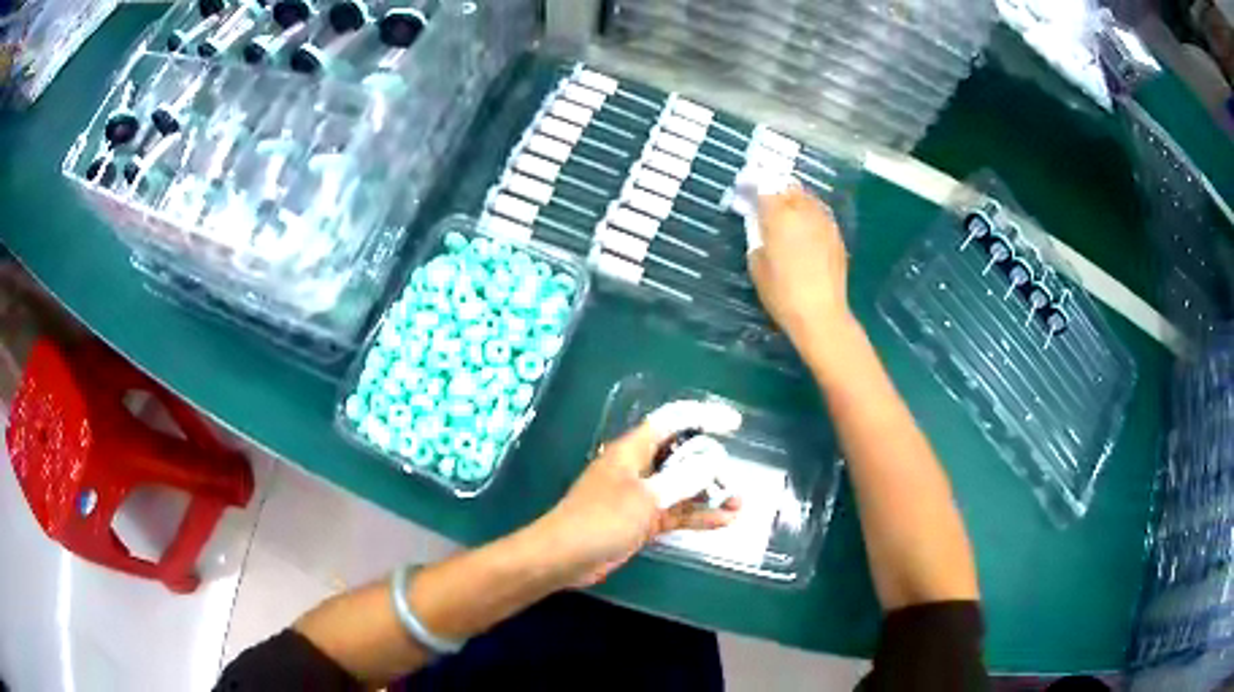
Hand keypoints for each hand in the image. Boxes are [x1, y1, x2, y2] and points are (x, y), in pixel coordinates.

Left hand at [536, 421, 740, 586]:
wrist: (565, 557)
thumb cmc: (600, 520)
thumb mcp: (645, 498)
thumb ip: (682, 479)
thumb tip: (714, 460)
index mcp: (633, 450)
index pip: (672, 421)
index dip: (703, 416)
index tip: (734, 424)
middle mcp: (639, 467)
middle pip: (681, 455)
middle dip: (711, 463)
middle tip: (735, 478)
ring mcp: (641, 495)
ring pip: (682, 487)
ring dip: (709, 494)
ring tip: (739, 502)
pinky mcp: (642, 521)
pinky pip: (676, 512)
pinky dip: (697, 516)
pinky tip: (724, 521)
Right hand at [749, 187, 851, 350]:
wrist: (821, 314)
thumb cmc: (782, 293)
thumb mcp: (757, 265)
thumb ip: (757, 237)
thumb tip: (760, 226)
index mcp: (779, 216)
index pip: (765, 188)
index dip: (754, 188)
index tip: (746, 193)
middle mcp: (804, 211)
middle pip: (788, 188)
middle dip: (776, 192)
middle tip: (767, 204)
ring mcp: (824, 222)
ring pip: (807, 198)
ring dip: (795, 201)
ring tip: (787, 215)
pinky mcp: (836, 235)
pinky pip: (820, 215)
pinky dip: (810, 216)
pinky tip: (805, 231)